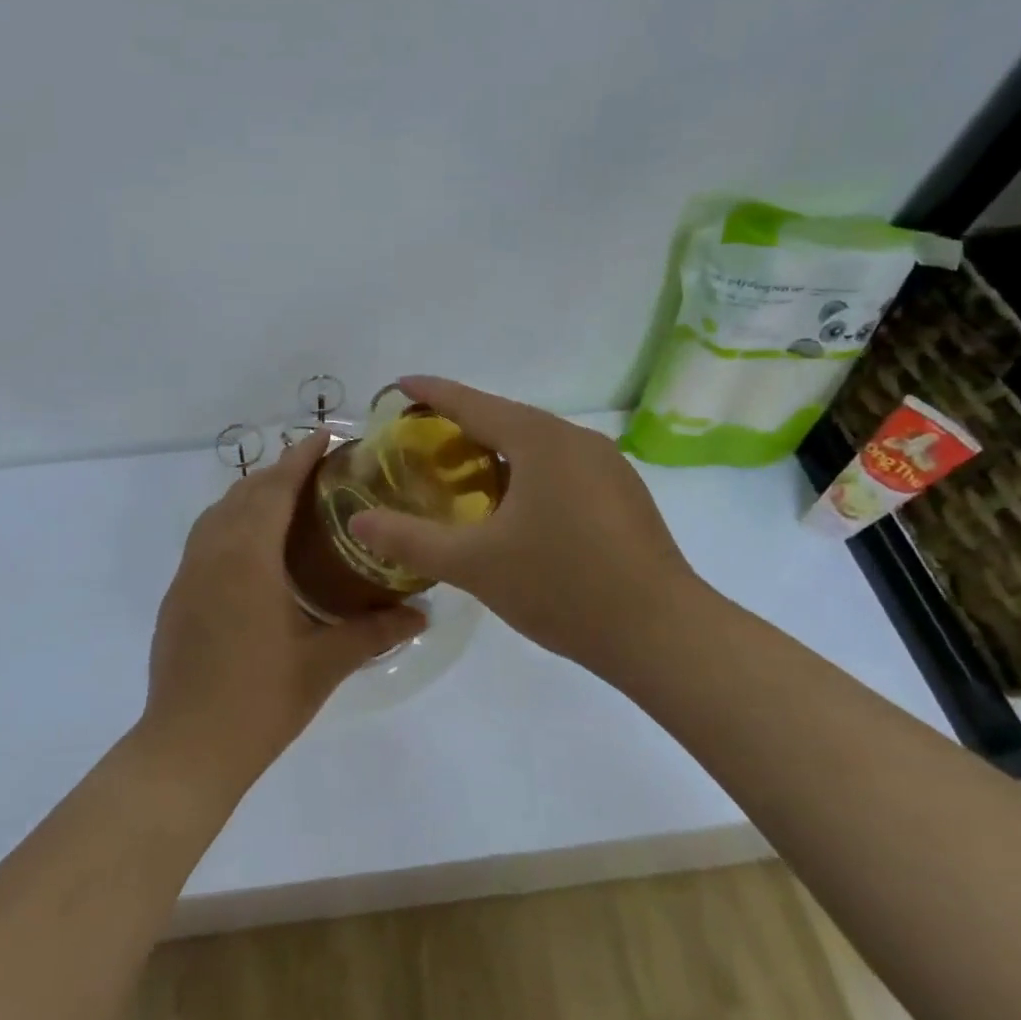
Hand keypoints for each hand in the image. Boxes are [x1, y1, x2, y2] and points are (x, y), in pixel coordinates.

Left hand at [144, 431, 426, 786]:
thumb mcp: (324, 663)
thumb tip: (422, 613)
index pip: (275, 488)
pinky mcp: (178, 594)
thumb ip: (374, 631)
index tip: (327, 436)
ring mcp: (189, 572)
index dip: (301, 457)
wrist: (187, 747)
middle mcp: (212, 551)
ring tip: (290, 502)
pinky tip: (255, 548)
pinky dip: (232, 521)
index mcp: (248, 556)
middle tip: (320, 472)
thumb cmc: (260, 700)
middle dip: (280, 472)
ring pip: (219, 512)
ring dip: (252, 495)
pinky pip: (206, 536)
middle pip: (245, 492)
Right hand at [348, 377, 706, 672]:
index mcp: (540, 441)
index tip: (397, 385)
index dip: (431, 393)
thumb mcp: (474, 565)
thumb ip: (410, 539)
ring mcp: (607, 466)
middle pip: (505, 419)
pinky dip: (525, 472)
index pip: (473, 403)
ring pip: (536, 444)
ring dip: (494, 451)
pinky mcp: (622, 494)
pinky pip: (560, 466)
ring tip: (458, 474)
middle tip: (418, 440)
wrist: (663, 634)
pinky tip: (512, 506)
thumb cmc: (562, 587)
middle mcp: (576, 440)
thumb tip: (357, 523)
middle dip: (459, 424)